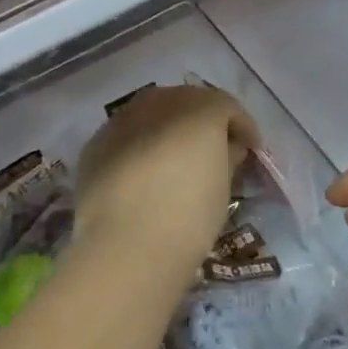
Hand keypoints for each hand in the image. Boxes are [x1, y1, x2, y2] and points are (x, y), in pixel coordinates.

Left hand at [75, 85, 258, 284]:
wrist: (125, 247)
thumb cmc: (188, 217)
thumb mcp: (222, 188)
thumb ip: (227, 157)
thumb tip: (227, 146)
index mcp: (199, 110)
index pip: (226, 106)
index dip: (242, 126)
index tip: (251, 149)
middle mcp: (159, 103)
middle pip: (188, 101)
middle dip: (204, 120)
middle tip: (215, 149)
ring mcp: (122, 120)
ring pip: (153, 112)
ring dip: (169, 127)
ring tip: (177, 158)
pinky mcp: (96, 143)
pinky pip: (127, 133)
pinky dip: (140, 144)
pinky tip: (144, 170)